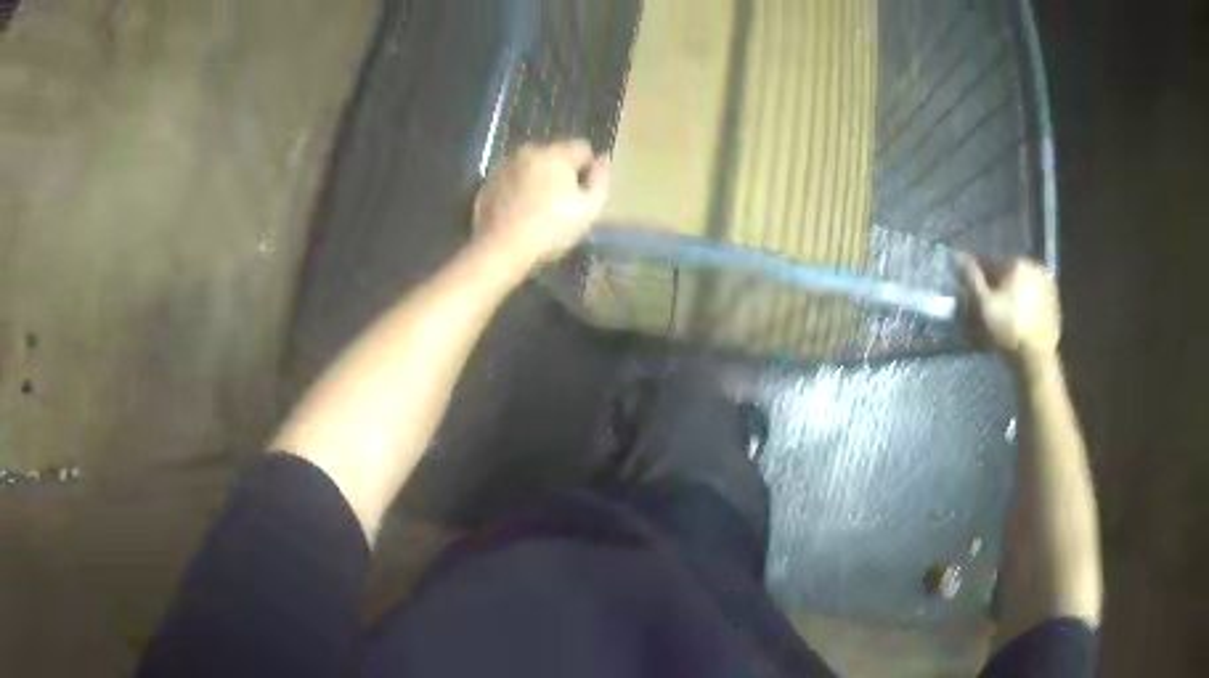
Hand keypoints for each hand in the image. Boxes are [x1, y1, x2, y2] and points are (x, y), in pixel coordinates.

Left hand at [473, 139, 610, 270]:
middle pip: (554, 154)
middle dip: (561, 172)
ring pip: (530, 166)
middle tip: (562, 203)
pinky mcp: (487, 183)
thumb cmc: (551, 229)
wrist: (501, 248)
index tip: (584, 192)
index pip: (582, 147)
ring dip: (538, 179)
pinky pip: (511, 179)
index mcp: (556, 153)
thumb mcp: (589, 209)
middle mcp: (528, 151)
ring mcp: (504, 166)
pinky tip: (519, 212)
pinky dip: (517, 189)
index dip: (588, 168)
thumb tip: (602, 159)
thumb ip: (600, 179)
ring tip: (538, 208)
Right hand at [959, 255, 1061, 362]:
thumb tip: (959, 256)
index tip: (972, 294)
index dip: (978, 278)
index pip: (990, 262)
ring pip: (1022, 284)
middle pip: (1008, 272)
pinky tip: (1020, 320)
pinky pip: (1034, 296)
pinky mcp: (1055, 301)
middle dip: (997, 285)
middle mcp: (1034, 266)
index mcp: (1017, 262)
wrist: (1037, 358)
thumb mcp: (984, 305)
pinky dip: (1026, 303)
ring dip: (1012, 294)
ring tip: (1004, 316)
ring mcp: (1047, 283)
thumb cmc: (1008, 330)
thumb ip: (971, 278)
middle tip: (989, 307)